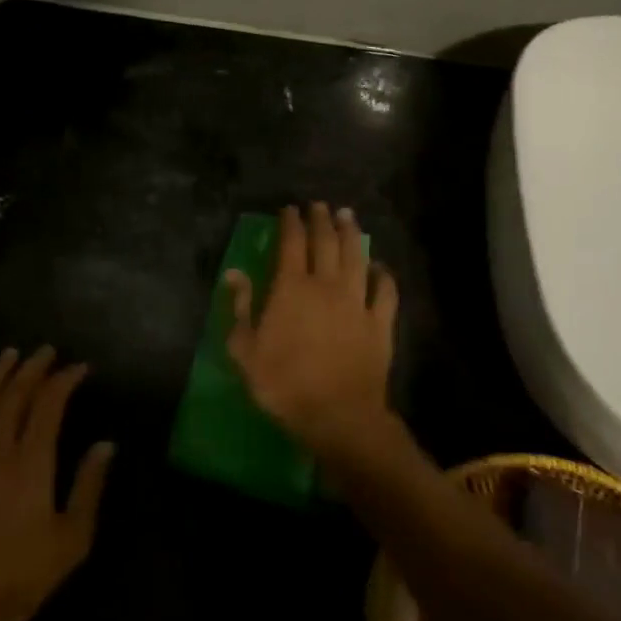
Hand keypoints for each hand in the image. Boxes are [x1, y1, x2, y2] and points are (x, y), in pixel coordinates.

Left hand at [0, 347, 114, 620]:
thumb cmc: (23, 576)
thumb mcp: (72, 538)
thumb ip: (89, 486)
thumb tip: (106, 445)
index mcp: (30, 464)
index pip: (48, 405)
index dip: (64, 380)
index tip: (79, 368)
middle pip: (12, 395)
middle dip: (32, 368)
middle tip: (46, 352)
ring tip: (9, 355)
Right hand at [225, 203, 399, 459]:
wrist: (338, 415)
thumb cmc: (283, 383)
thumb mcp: (245, 349)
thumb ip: (240, 307)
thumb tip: (234, 273)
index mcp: (291, 288)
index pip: (291, 243)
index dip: (290, 223)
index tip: (289, 209)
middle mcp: (326, 285)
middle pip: (326, 243)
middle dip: (321, 220)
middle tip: (320, 205)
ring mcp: (357, 302)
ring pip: (356, 258)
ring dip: (352, 234)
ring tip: (348, 217)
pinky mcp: (380, 323)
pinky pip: (385, 291)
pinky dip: (383, 274)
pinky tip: (380, 265)